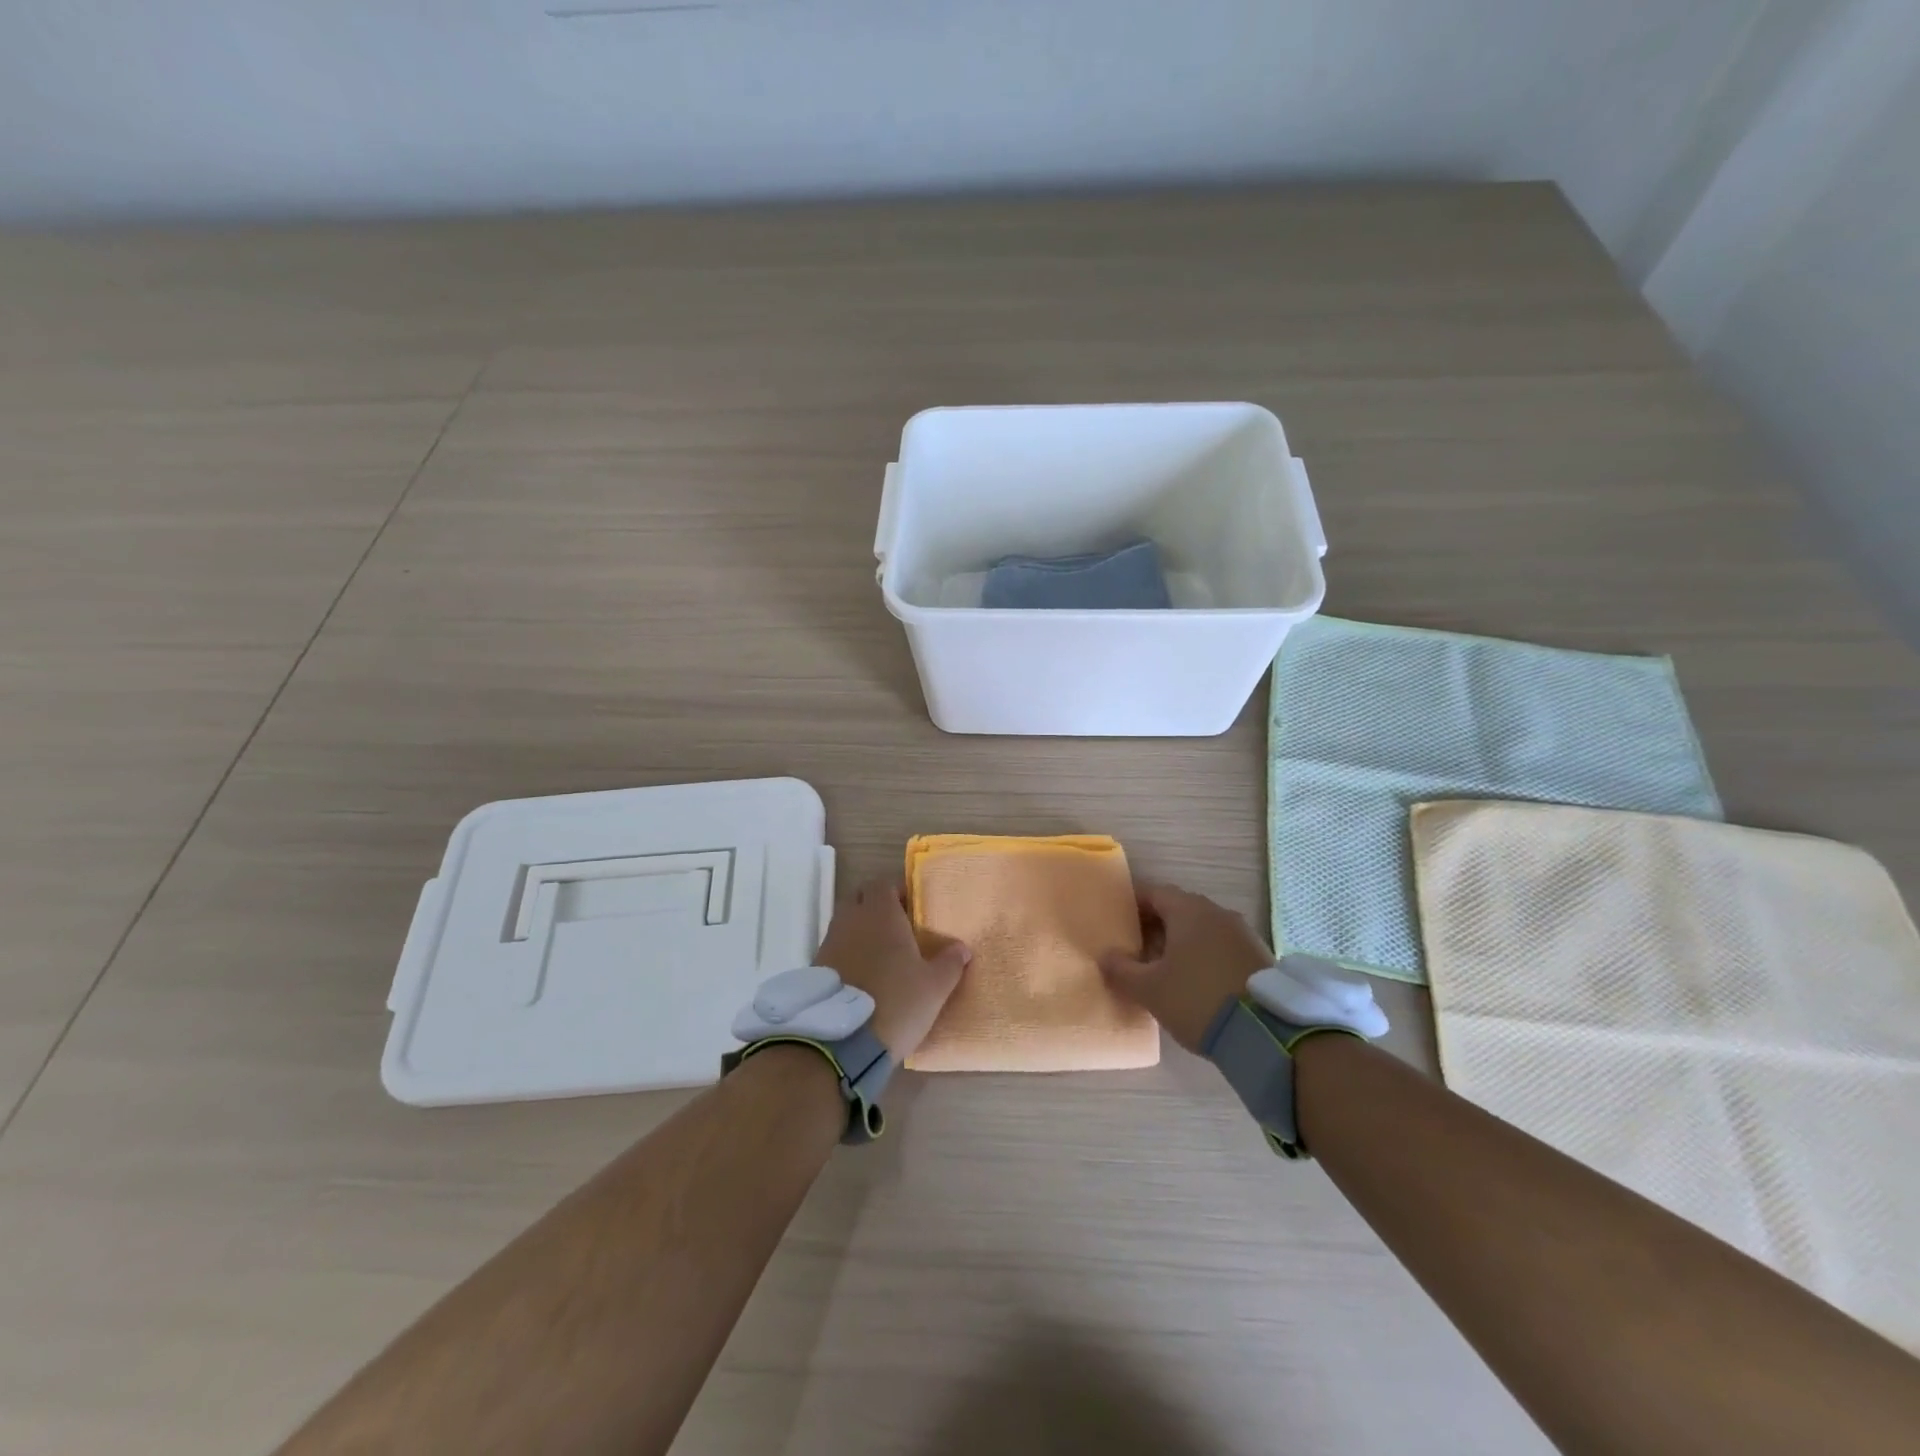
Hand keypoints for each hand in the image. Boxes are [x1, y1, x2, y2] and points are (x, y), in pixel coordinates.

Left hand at [815, 879, 970, 1059]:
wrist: (843, 1042)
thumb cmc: (896, 1002)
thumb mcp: (935, 987)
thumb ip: (950, 963)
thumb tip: (962, 948)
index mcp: (880, 913)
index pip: (883, 883)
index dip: (898, 891)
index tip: (914, 908)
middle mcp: (851, 920)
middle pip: (860, 898)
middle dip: (877, 907)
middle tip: (899, 928)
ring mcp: (830, 942)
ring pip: (846, 923)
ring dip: (861, 931)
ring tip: (883, 955)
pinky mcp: (817, 968)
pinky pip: (836, 948)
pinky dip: (849, 954)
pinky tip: (865, 976)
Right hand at [1099, 882, 1272, 1052]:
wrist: (1265, 1033)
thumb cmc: (1196, 999)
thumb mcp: (1149, 989)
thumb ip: (1121, 970)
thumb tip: (1106, 955)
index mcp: (1189, 911)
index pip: (1154, 893)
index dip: (1133, 904)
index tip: (1119, 922)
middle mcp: (1217, 913)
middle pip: (1179, 908)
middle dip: (1157, 924)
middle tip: (1137, 947)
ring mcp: (1243, 933)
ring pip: (1203, 928)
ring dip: (1182, 941)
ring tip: (1165, 967)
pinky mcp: (1259, 956)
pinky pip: (1222, 945)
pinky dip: (1204, 954)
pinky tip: (1196, 980)